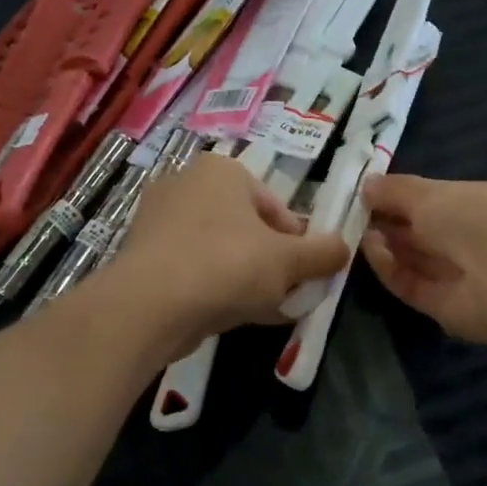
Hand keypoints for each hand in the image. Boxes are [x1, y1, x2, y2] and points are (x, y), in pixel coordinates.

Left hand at [106, 154, 348, 352]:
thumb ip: (323, 253)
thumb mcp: (289, 261)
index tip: (303, 276)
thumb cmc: (228, 266)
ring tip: (258, 309)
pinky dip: (213, 288)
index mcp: (222, 170)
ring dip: (244, 278)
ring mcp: (158, 220)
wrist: (150, 305)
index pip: (276, 208)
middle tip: (283, 295)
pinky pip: (192, 268)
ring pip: (220, 250)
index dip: (297, 244)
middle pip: (247, 228)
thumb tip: (344, 249)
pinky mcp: (142, 255)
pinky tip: (227, 315)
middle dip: (270, 263)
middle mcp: (186, 184)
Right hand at [358, 174, 486, 345]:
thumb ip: (396, 190)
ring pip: (413, 259)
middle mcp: (470, 241)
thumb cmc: (474, 218)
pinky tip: (371, 249)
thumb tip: (367, 185)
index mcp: (477, 206)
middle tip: (353, 212)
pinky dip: (389, 268)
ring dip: (385, 245)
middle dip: (388, 222)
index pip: (435, 201)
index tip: (366, 192)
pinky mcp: (442, 307)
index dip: (400, 197)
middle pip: (421, 233)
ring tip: (357, 229)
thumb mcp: (431, 193)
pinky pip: (410, 284)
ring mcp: (458, 276)